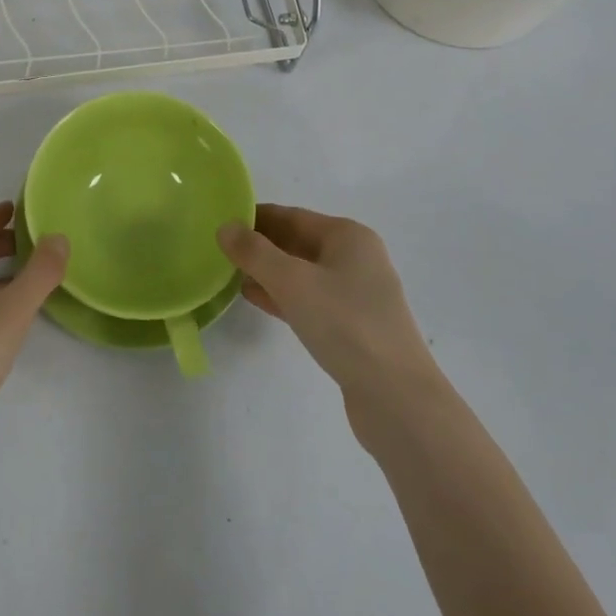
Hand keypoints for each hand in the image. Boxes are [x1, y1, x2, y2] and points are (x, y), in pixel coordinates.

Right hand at [218, 205, 440, 435]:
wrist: (397, 399)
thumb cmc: (345, 324)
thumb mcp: (292, 282)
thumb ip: (254, 252)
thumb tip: (225, 227)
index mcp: (349, 236)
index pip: (292, 216)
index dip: (256, 217)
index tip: (221, 221)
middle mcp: (356, 258)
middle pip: (297, 242)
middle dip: (260, 245)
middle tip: (219, 248)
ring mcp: (356, 295)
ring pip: (302, 273)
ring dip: (268, 272)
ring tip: (229, 272)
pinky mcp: (352, 327)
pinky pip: (309, 300)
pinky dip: (282, 296)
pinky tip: (254, 299)